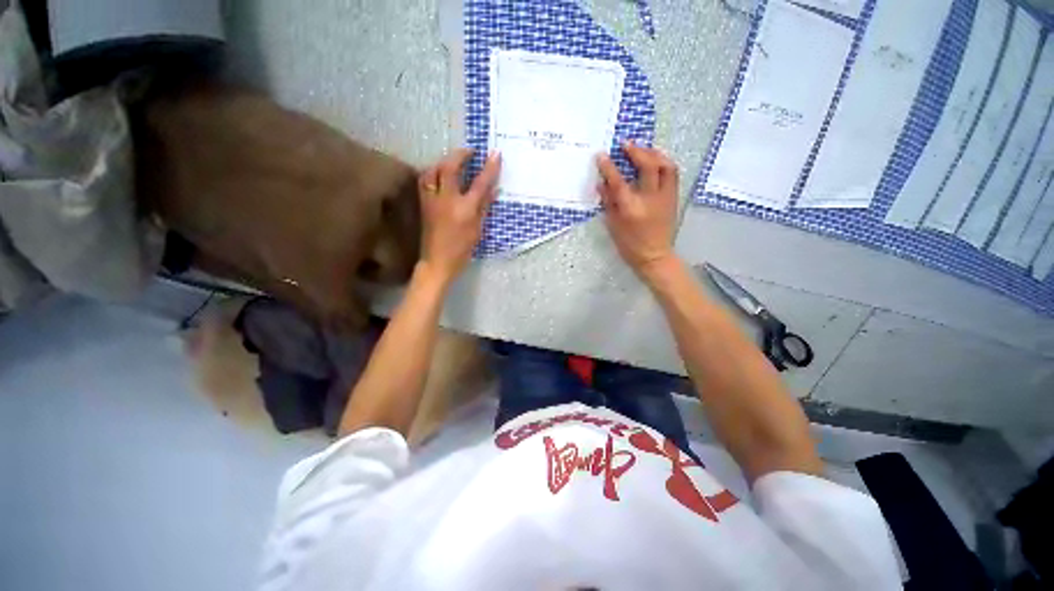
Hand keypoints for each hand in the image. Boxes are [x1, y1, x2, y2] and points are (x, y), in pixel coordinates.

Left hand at [417, 149, 500, 283]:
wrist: (437, 261)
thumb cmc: (462, 249)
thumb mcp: (478, 229)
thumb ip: (485, 206)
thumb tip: (494, 189)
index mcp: (464, 209)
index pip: (479, 183)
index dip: (489, 168)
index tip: (495, 154)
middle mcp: (446, 200)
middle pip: (450, 168)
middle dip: (461, 155)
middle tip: (471, 151)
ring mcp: (432, 200)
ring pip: (433, 170)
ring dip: (444, 161)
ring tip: (454, 161)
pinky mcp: (423, 203)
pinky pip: (425, 180)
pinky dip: (433, 172)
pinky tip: (440, 174)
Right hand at [597, 142, 678, 280]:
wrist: (655, 255)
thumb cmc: (630, 245)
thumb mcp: (613, 225)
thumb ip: (608, 202)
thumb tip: (601, 183)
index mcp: (632, 209)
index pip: (618, 182)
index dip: (609, 167)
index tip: (601, 155)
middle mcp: (650, 199)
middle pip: (647, 166)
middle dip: (636, 151)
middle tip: (626, 144)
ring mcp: (665, 197)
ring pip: (665, 166)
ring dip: (654, 153)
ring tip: (643, 148)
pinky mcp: (673, 198)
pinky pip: (672, 173)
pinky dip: (664, 162)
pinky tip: (655, 160)